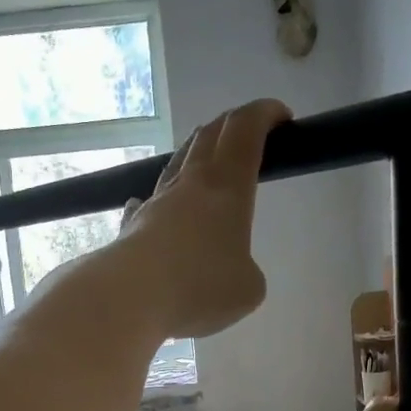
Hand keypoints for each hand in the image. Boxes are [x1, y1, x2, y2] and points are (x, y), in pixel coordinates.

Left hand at [119, 99, 288, 337]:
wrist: (129, 296)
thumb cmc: (199, 287)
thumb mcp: (248, 288)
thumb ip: (246, 272)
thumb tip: (226, 269)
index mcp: (228, 187)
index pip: (246, 131)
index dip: (265, 114)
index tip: (281, 115)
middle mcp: (191, 183)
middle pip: (210, 135)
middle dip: (233, 124)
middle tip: (248, 132)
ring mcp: (157, 202)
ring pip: (178, 161)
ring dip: (197, 151)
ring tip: (207, 160)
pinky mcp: (132, 225)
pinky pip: (149, 201)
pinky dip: (160, 198)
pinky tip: (155, 205)